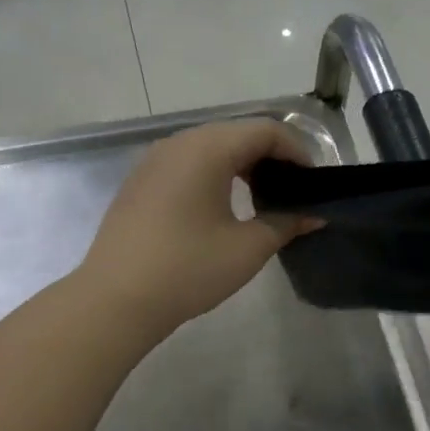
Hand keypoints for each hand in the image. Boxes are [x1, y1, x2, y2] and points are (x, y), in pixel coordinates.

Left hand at [77, 118, 317, 338]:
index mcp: (208, 148)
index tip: (314, 184)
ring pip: (211, 147)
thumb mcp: (248, 248)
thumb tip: (314, 215)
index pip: (266, 131)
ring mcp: (154, 160)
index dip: (297, 152)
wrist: (115, 300)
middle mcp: (179, 142)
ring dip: (242, 165)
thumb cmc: (188, 269)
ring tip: (262, 199)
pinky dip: (214, 174)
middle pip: (238, 133)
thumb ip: (286, 223)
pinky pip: (188, 163)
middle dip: (271, 157)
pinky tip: (223, 207)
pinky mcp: (140, 182)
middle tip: (293, 191)